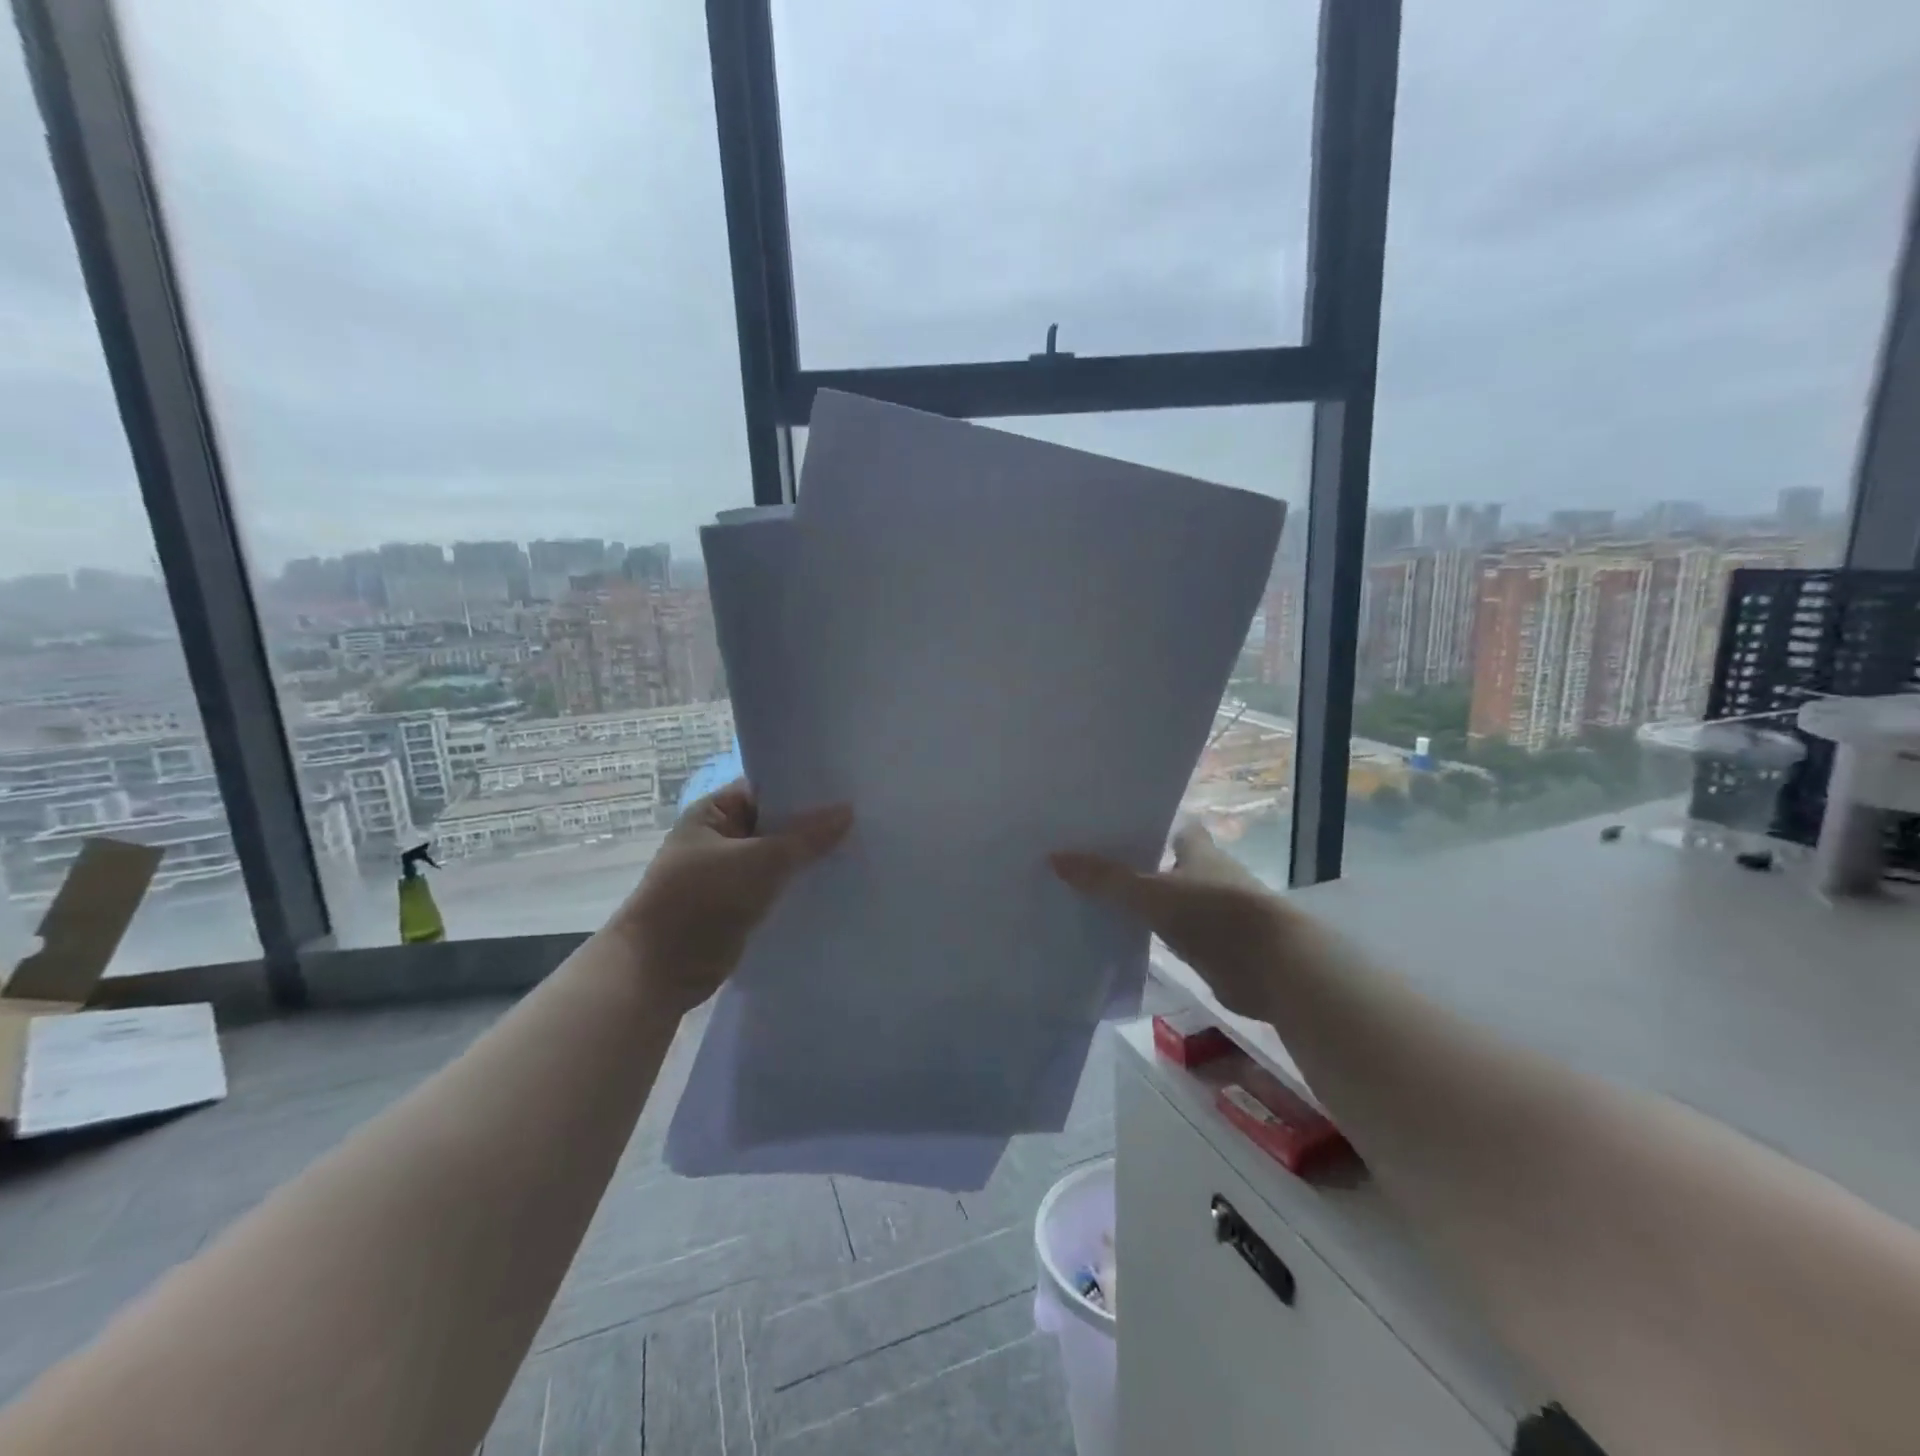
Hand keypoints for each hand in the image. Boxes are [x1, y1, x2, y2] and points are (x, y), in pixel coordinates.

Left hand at [612, 780, 851, 1013]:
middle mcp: (720, 838)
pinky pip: (776, 887)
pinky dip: (798, 885)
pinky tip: (835, 883)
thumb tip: (848, 810)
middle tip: (863, 819)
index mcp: (713, 813)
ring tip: (859, 849)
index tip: (846, 789)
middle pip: (775, 824)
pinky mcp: (738, 906)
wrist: (659, 970)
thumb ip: (806, 837)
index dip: (803, 789)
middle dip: (812, 826)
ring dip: (808, 858)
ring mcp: (728, 874)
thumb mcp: (760, 861)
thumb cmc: (702, 901)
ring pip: (778, 858)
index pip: (766, 789)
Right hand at [1051, 823, 1285, 1017]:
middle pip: (1165, 862)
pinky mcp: (1212, 947)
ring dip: (1141, 900)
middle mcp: (1206, 874)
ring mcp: (1211, 912)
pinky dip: (1150, 933)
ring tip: (1091, 896)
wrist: (1274, 967)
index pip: (1171, 826)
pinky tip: (1119, 934)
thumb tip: (1055, 858)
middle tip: (1086, 860)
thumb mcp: (1153, 893)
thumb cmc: (1215, 914)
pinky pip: (1171, 934)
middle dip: (1134, 862)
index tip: (1108, 824)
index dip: (1145, 823)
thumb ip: (1107, 879)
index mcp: (1198, 850)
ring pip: (1168, 899)